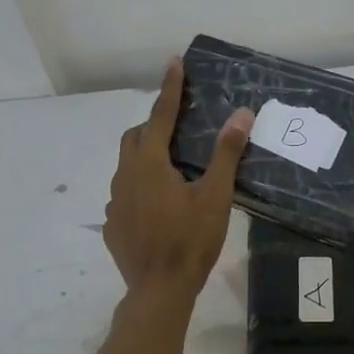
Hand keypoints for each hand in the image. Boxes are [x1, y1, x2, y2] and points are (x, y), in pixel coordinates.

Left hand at [103, 59, 252, 300]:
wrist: (158, 292)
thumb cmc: (190, 241)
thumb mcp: (215, 196)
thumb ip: (226, 153)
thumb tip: (241, 114)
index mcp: (149, 163)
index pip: (161, 115)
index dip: (170, 88)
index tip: (174, 62)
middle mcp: (125, 176)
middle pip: (135, 137)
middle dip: (154, 125)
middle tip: (177, 129)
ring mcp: (114, 202)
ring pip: (126, 166)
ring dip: (145, 158)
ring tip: (171, 171)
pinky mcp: (112, 224)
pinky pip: (124, 194)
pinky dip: (139, 188)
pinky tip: (158, 207)